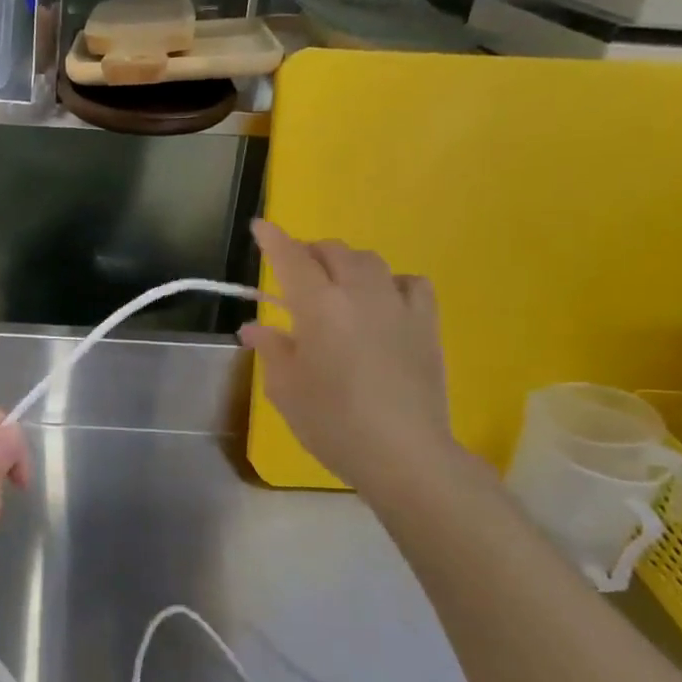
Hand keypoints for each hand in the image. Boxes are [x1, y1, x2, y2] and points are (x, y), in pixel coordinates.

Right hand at [241, 219, 463, 500]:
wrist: (405, 454)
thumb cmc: (333, 423)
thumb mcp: (286, 389)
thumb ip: (271, 350)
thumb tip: (255, 328)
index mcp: (318, 306)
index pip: (291, 257)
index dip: (273, 239)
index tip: (260, 226)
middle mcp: (358, 293)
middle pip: (333, 251)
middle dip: (309, 253)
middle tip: (295, 273)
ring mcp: (397, 305)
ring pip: (370, 261)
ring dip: (347, 264)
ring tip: (337, 284)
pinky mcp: (426, 324)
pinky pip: (410, 283)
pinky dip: (391, 282)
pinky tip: (383, 302)